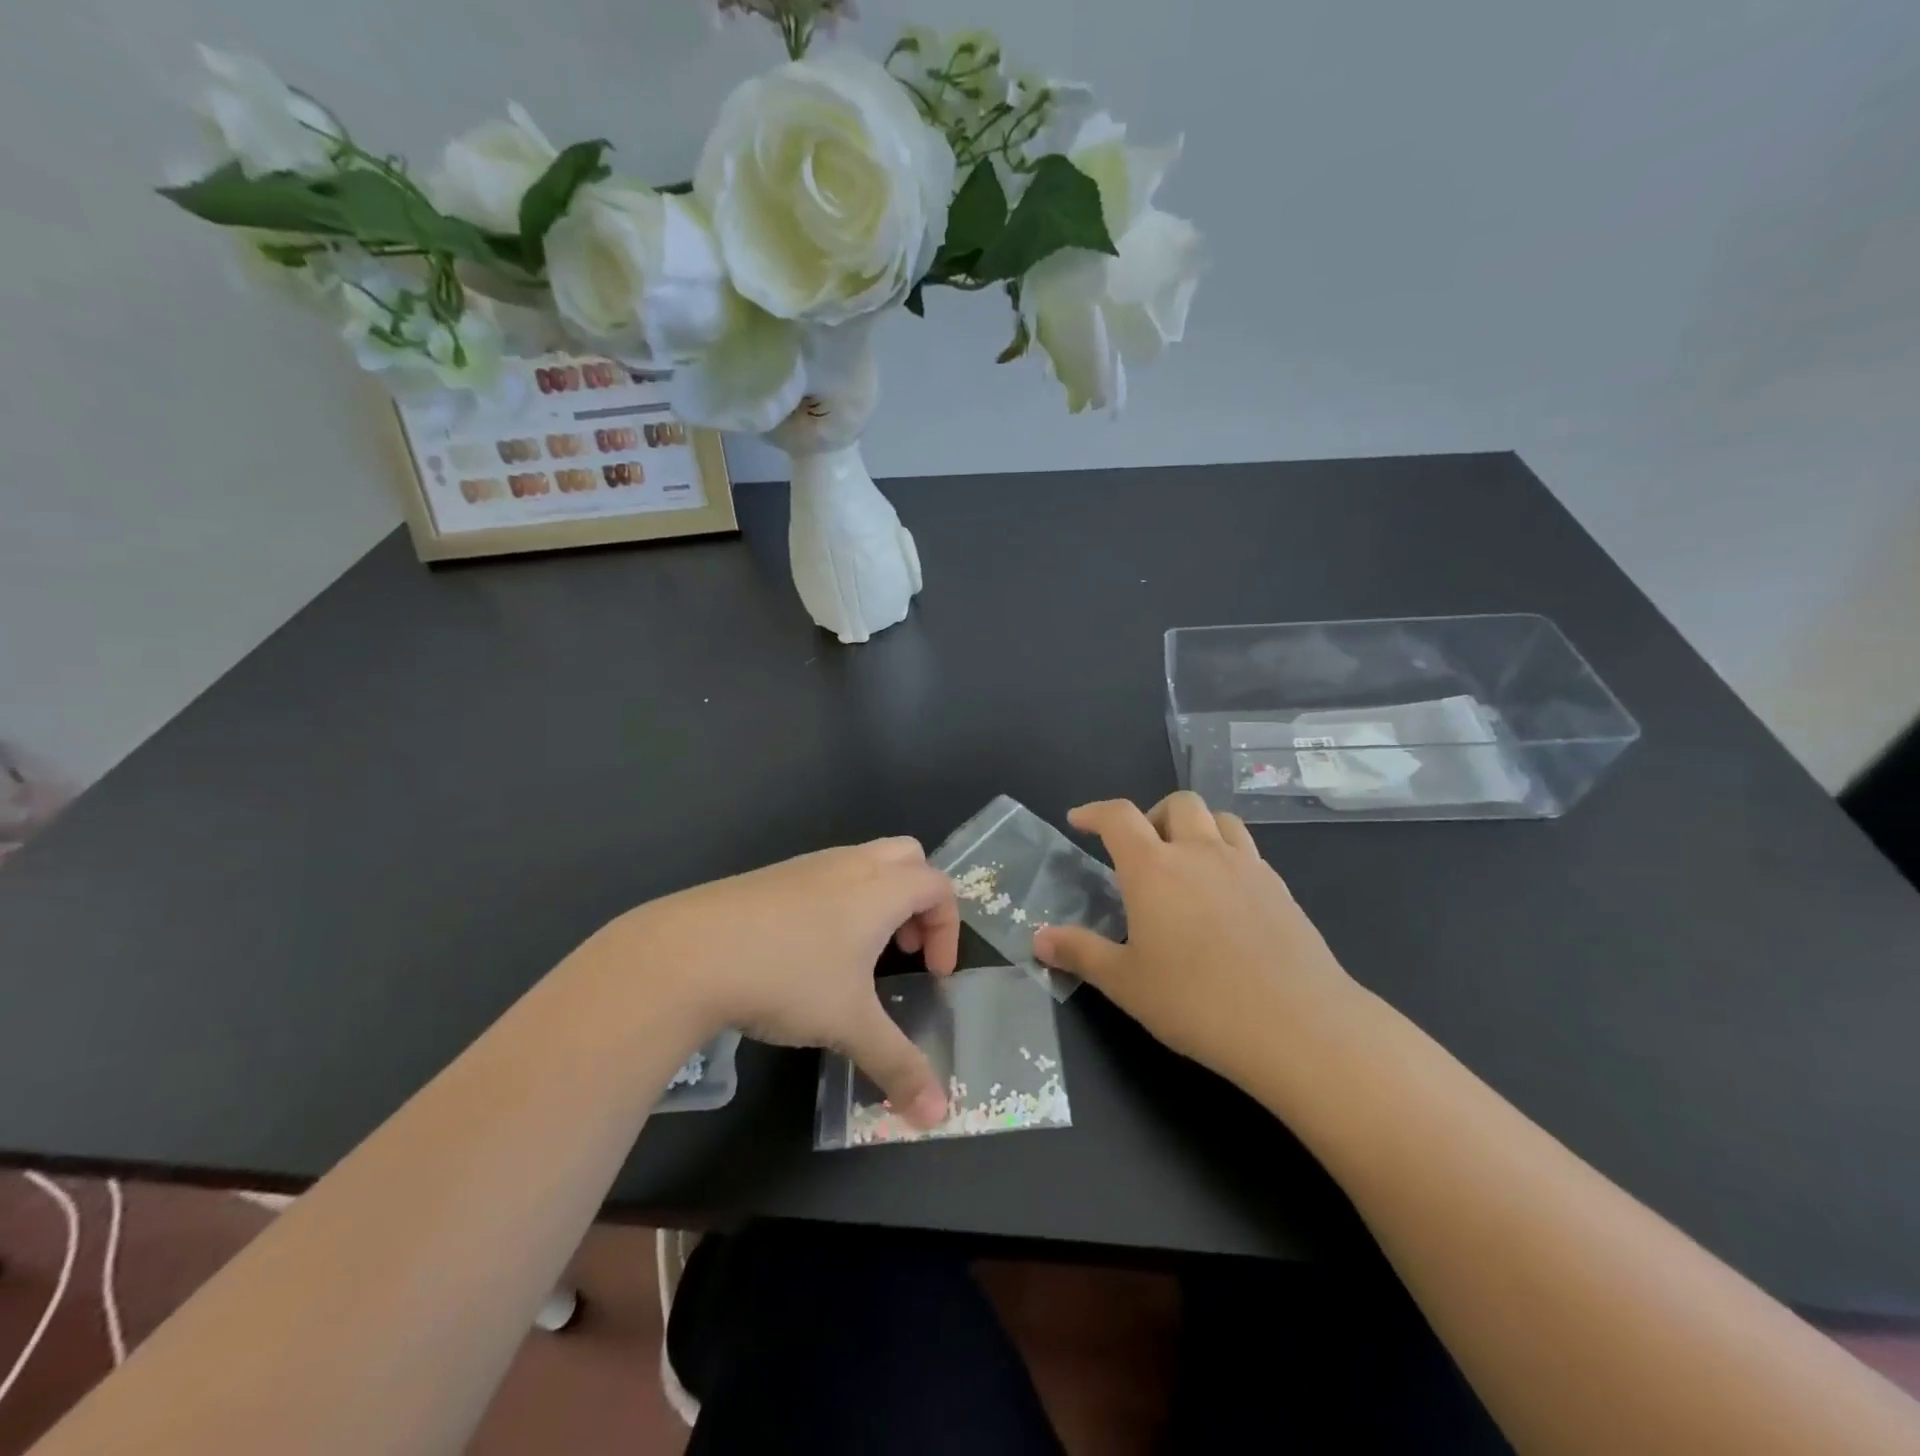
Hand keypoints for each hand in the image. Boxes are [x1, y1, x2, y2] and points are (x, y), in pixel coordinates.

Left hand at [608, 838, 957, 1125]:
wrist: (690, 951)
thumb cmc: (788, 977)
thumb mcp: (849, 1025)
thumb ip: (898, 1065)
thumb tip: (938, 1115)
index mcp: (880, 889)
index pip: (939, 887)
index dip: (948, 929)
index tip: (934, 975)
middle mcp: (850, 864)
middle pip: (908, 857)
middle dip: (919, 900)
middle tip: (905, 947)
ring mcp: (808, 864)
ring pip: (865, 861)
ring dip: (880, 898)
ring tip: (859, 954)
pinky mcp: (773, 876)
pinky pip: (828, 874)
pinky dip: (841, 901)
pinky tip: (810, 951)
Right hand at [1034, 793, 1369, 1085]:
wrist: (1298, 1025)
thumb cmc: (1197, 1002)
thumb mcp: (1125, 983)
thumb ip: (1079, 953)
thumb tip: (1038, 939)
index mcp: (1154, 868)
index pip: (1118, 816)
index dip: (1094, 812)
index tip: (1078, 820)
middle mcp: (1200, 852)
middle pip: (1177, 804)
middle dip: (1152, 815)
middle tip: (1140, 851)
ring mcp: (1246, 866)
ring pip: (1219, 819)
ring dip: (1195, 827)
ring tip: (1184, 863)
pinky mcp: (1280, 888)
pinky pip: (1247, 850)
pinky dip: (1226, 853)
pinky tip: (1224, 896)